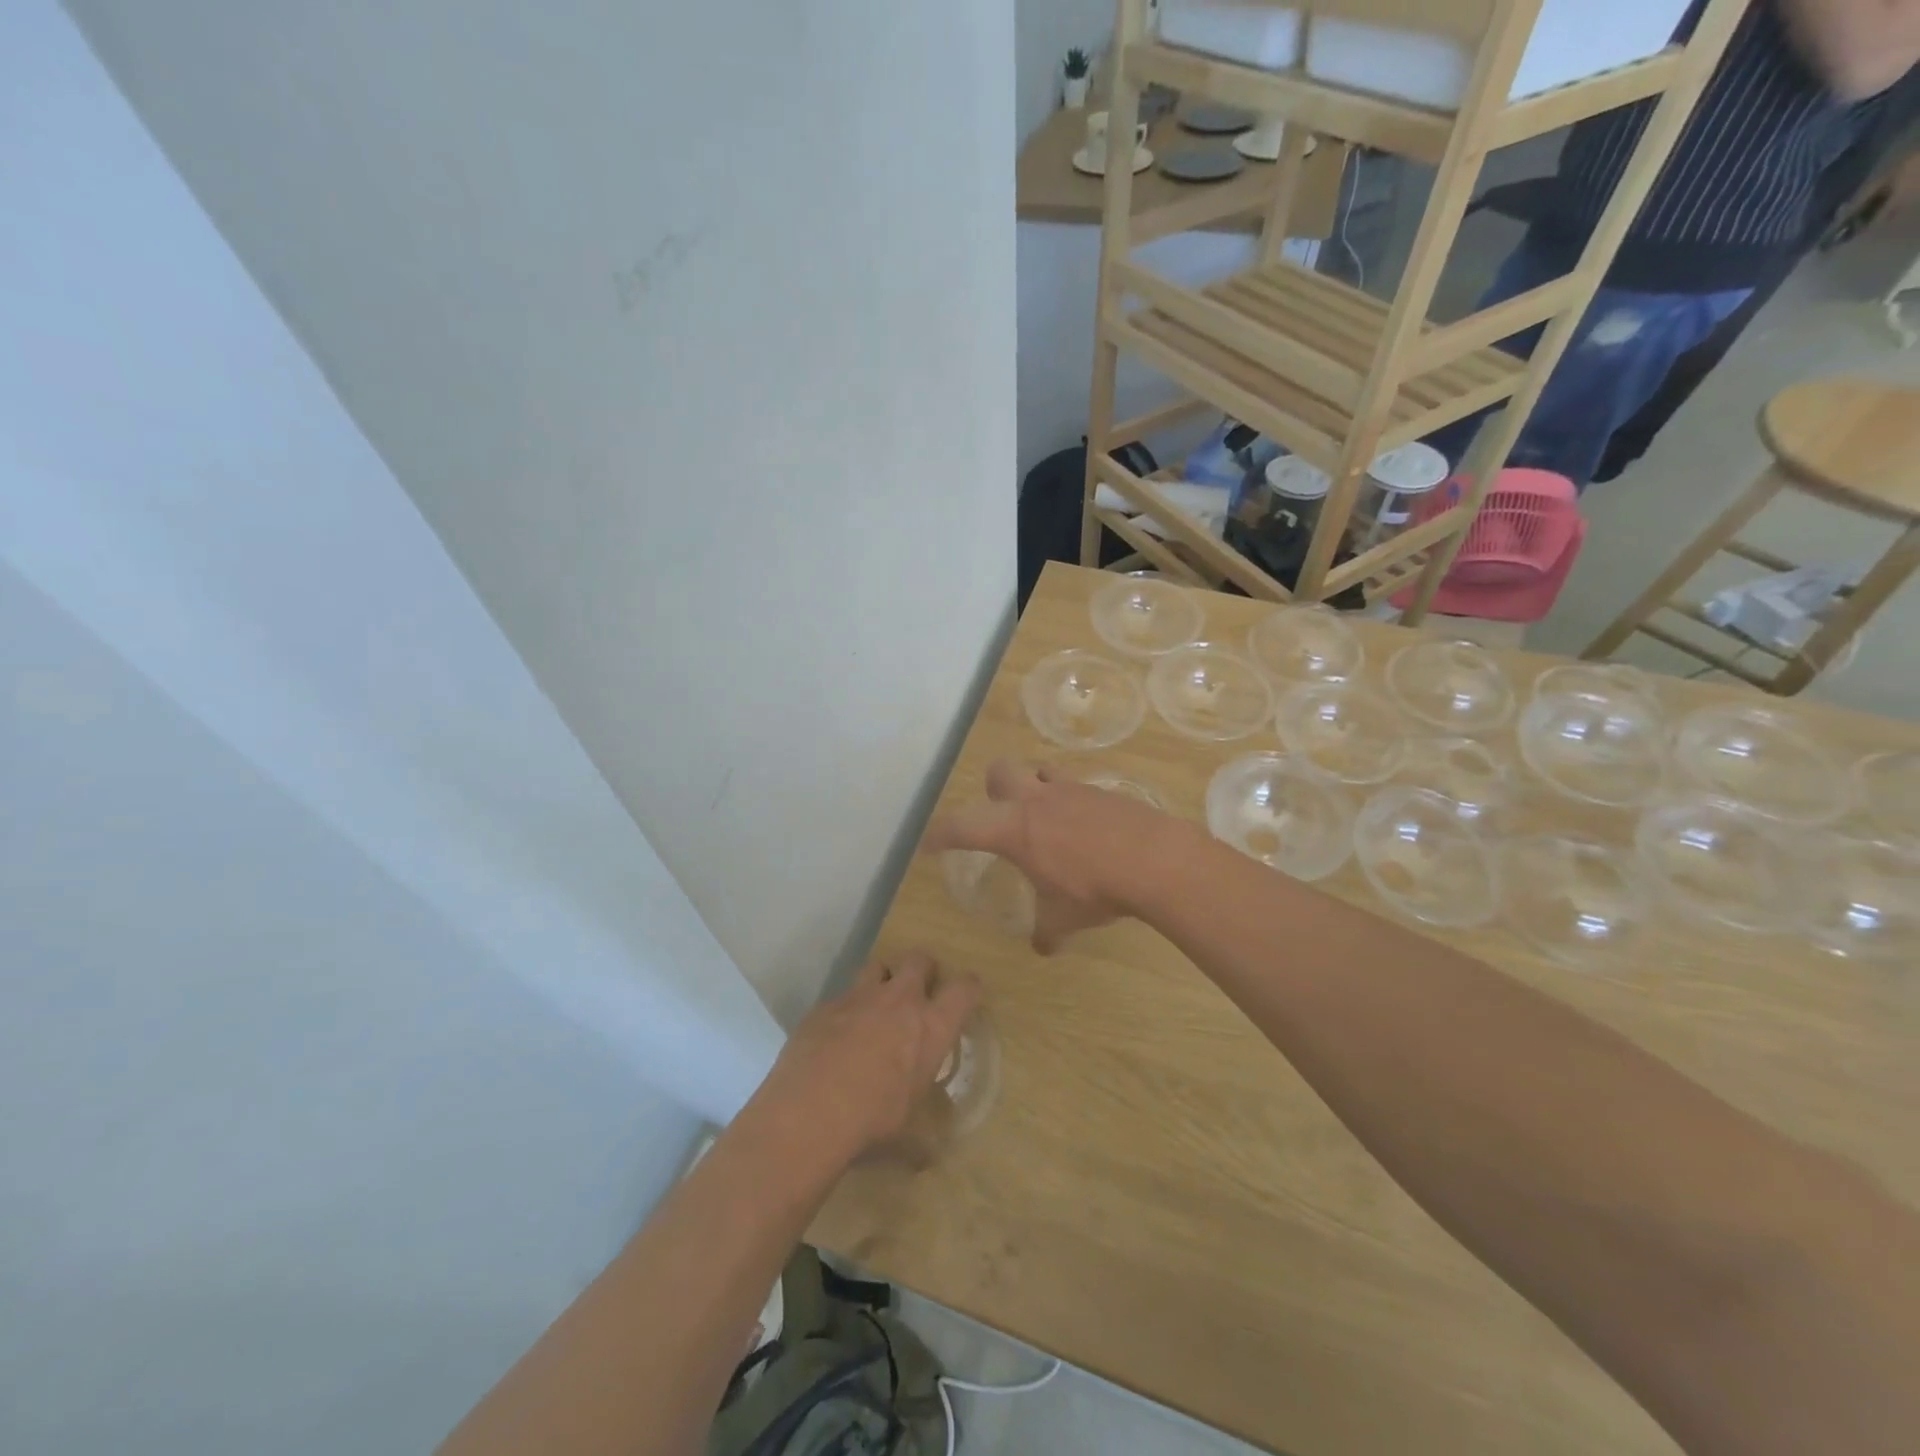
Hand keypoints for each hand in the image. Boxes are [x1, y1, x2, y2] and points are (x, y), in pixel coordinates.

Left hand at [758, 954, 979, 1160]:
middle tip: (918, 993)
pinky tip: (835, 1039)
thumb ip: (921, 1140)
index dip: (969, 987)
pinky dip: (845, 1012)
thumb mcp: (908, 1136)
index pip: (965, 989)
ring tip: (876, 1007)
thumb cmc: (872, 1123)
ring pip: (878, 966)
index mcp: (931, 1028)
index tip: (967, 994)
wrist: (809, 1113)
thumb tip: (924, 1160)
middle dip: (923, 970)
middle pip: (920, 960)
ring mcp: (859, 998)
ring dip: (882, 981)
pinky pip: (841, 998)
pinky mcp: (824, 1006)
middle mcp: (899, 1001)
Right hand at [924, 760, 1188, 952]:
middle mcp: (1036, 800)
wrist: (1154, 859)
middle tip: (1001, 818)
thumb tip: (1042, 949)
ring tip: (1045, 817)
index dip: (941, 833)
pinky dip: (1071, 802)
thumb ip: (1047, 930)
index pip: (962, 825)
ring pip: (1040, 771)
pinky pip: (1075, 787)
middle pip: (999, 772)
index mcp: (1013, 829)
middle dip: (992, 790)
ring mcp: (1071, 790)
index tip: (929, 843)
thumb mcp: (1064, 918)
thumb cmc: (1095, 889)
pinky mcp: (1102, 790)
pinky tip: (1086, 829)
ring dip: (1035, 788)